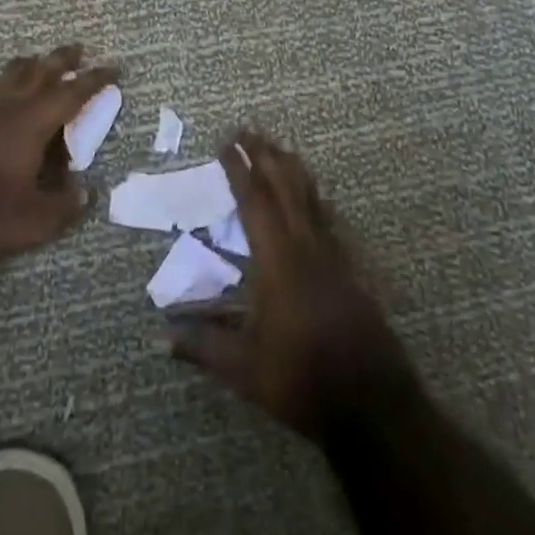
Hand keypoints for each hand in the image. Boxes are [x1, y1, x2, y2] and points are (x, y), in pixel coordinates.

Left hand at [0, 44, 118, 269]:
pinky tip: (7, 96)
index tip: (114, 68)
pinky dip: (9, 83)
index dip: (95, 80)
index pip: (72, 93)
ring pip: (11, 75)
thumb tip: (88, 191)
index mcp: (33, 123)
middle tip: (78, 49)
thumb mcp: (36, 221)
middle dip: (62, 60)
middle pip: (40, 71)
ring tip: (41, 63)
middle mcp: (8, 107)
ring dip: (32, 66)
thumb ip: (67, 205)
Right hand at [168, 131, 412, 439]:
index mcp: (278, 263)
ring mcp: (333, 257)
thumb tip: (161, 338)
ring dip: (292, 169)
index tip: (226, 144)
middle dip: (265, 156)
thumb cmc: (303, 381)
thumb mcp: (244, 370)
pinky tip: (314, 196)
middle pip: (285, 189)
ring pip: (311, 198)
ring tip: (278, 148)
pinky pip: (328, 219)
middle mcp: (306, 249)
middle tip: (248, 129)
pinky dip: (315, 197)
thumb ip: (203, 348)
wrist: (373, 405)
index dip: (239, 171)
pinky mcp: (350, 270)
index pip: (254, 205)